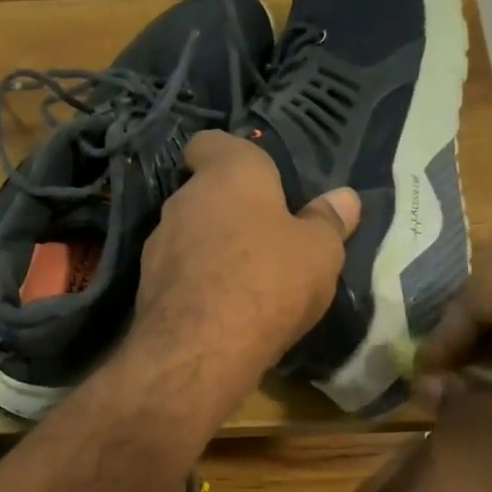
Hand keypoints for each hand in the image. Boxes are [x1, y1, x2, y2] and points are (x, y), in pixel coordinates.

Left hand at [132, 130, 358, 385]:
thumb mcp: (319, 253)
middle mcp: (184, 199)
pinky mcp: (146, 285)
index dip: (227, 154)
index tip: (251, 177)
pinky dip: (197, 282)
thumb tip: (345, 198)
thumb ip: (328, 221)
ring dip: (212, 248)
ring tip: (244, 279)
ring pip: (190, 234)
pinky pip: (179, 272)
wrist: (201, 348)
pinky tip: (221, 308)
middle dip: (230, 209)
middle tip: (264, 236)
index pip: (212, 143)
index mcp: (229, 175)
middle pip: (205, 193)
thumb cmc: (269, 282)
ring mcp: (159, 243)